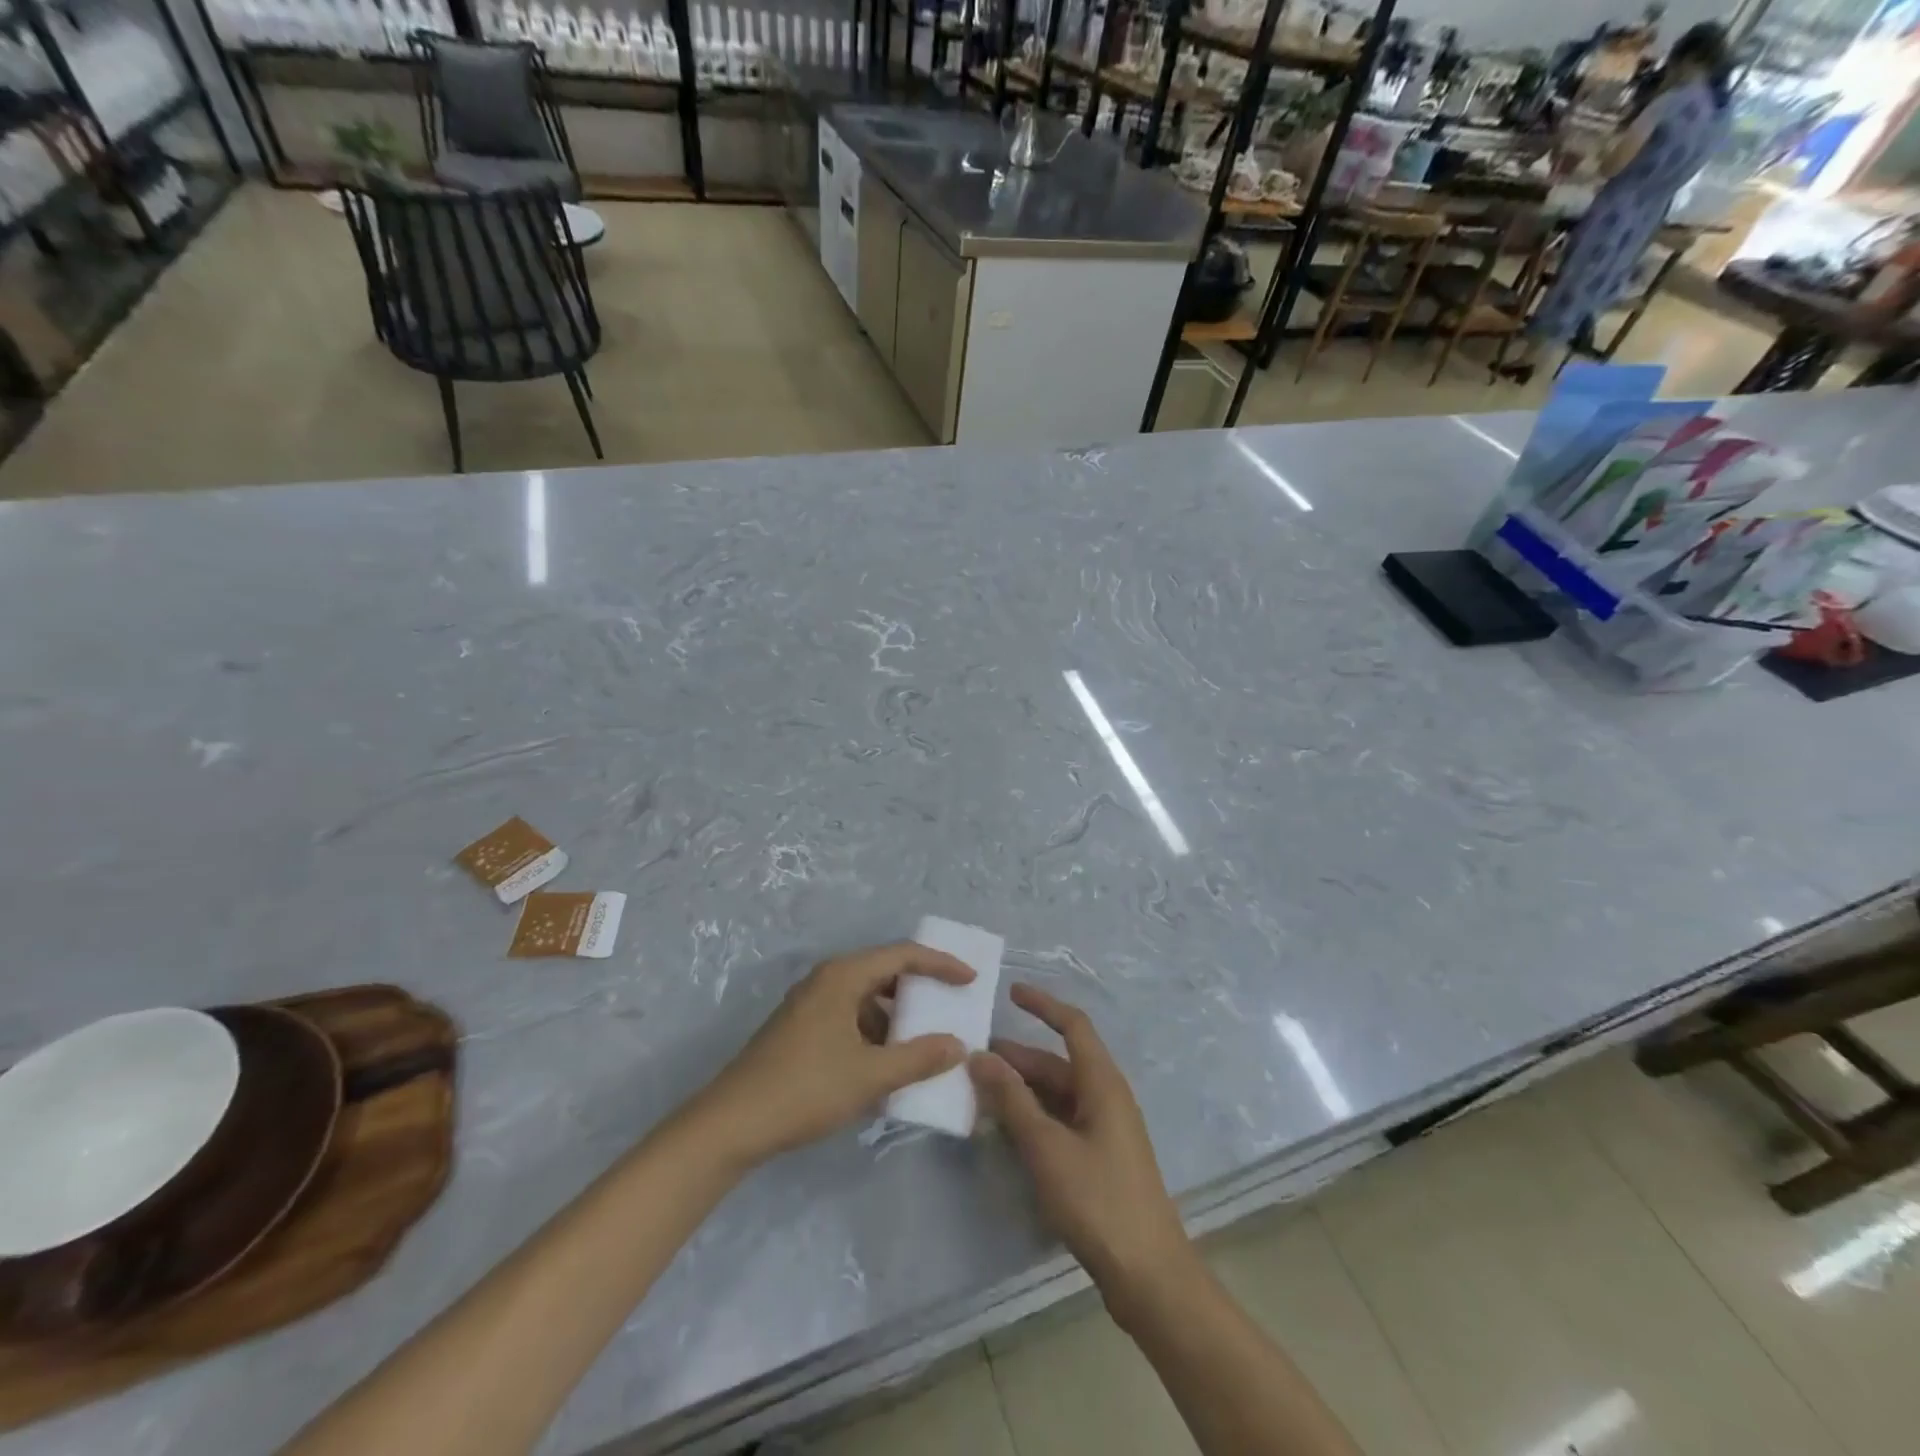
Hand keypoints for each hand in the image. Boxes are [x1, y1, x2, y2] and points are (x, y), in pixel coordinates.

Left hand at [690, 943, 972, 1168]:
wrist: (731, 1124)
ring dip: (896, 1018)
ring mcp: (810, 1005)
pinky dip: (874, 1035)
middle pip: (883, 973)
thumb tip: (958, 1045)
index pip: (902, 955)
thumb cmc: (805, 1089)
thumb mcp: (869, 1075)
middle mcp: (826, 980)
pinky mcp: (801, 1030)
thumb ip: (918, 1058)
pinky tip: (887, 1066)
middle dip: (919, 991)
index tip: (970, 980)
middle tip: (950, 1008)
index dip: (940, 964)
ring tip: (924, 1044)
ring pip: (866, 1000)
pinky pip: (850, 1019)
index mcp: (843, 976)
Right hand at [969, 985, 1193, 1307]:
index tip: (1010, 992)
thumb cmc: (1098, 1200)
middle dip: (1019, 1058)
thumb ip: (1012, 1100)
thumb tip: (980, 1056)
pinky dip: (1034, 1117)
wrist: (1149, 1276)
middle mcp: (1106, 1097)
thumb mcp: (1047, 1147)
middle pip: (1059, 1063)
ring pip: (1058, 1094)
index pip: (1073, 1026)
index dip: (1043, 1005)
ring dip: (1023, 1090)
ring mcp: (1105, 1130)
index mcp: (1102, 1083)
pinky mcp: (1100, 1159)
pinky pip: (1062, 1121)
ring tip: (980, 1092)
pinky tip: (1006, 1130)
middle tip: (974, 1058)